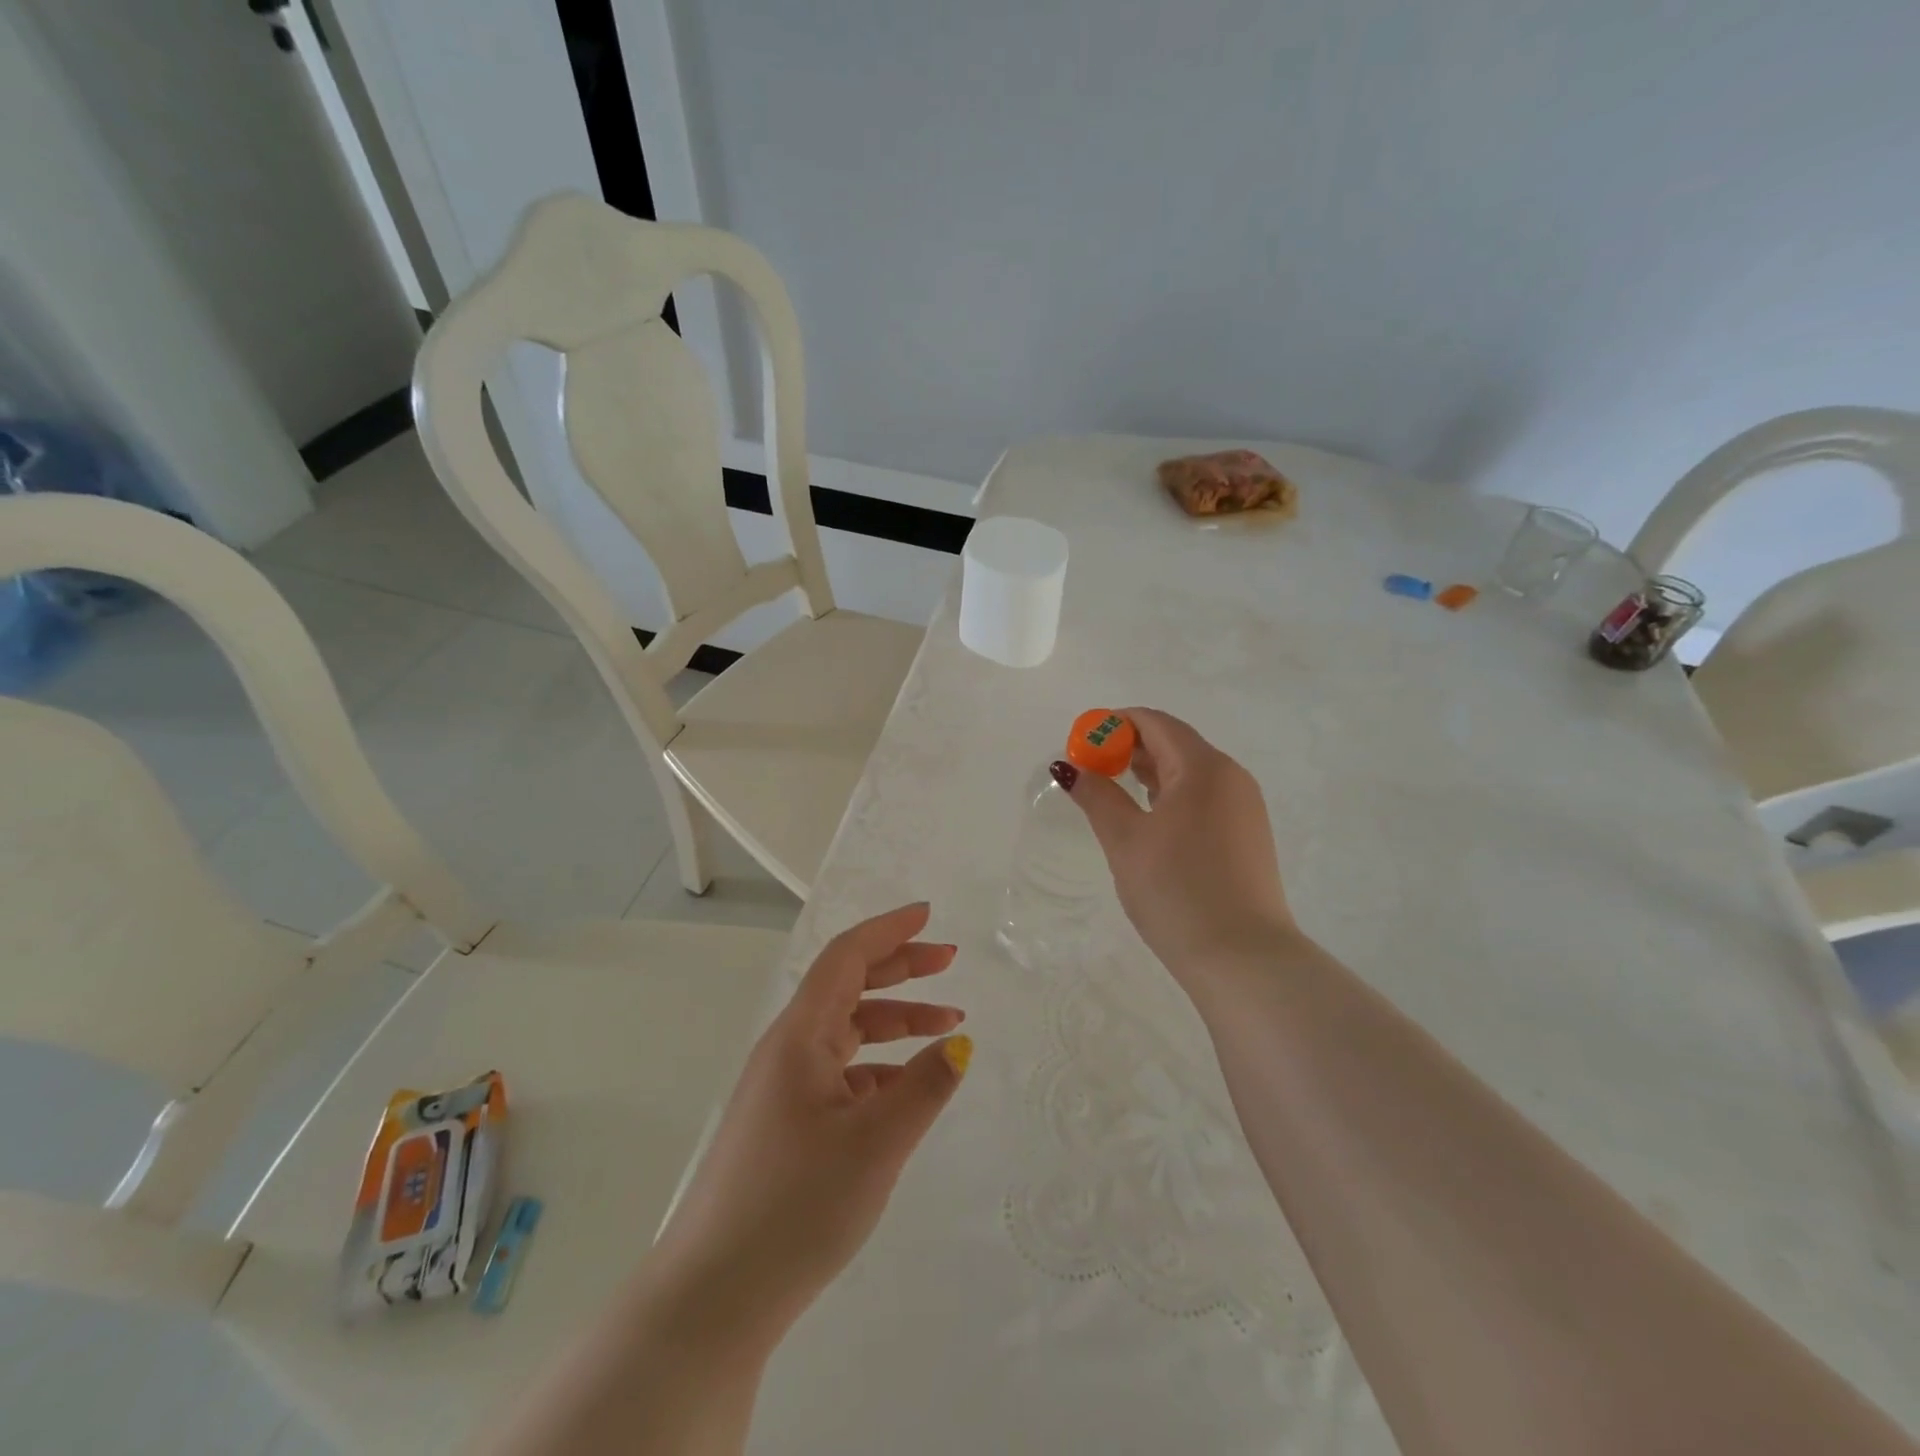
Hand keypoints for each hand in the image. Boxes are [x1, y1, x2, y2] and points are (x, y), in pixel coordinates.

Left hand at [648, 903, 969, 1351]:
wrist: (712, 1298)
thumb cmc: (795, 1206)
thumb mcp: (875, 1144)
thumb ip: (924, 1087)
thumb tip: (961, 1045)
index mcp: (799, 1036)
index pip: (846, 957)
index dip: (888, 930)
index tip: (928, 914)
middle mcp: (788, 1050)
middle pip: (848, 987)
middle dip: (900, 969)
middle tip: (950, 963)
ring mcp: (783, 1089)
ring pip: (847, 1033)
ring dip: (896, 1022)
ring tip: (948, 1027)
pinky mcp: (785, 1125)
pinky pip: (840, 1074)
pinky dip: (879, 1068)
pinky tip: (907, 1089)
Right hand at [1057, 707, 1298, 976]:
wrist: (1242, 958)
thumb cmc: (1176, 890)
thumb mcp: (1125, 840)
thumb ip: (1097, 796)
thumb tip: (1069, 767)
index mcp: (1203, 767)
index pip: (1155, 723)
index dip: (1115, 724)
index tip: (1082, 743)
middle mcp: (1231, 777)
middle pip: (1175, 743)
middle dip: (1130, 748)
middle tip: (1092, 769)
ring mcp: (1245, 807)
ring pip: (1191, 772)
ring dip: (1151, 772)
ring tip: (1114, 791)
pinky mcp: (1248, 835)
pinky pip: (1205, 797)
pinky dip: (1172, 795)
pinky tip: (1150, 820)